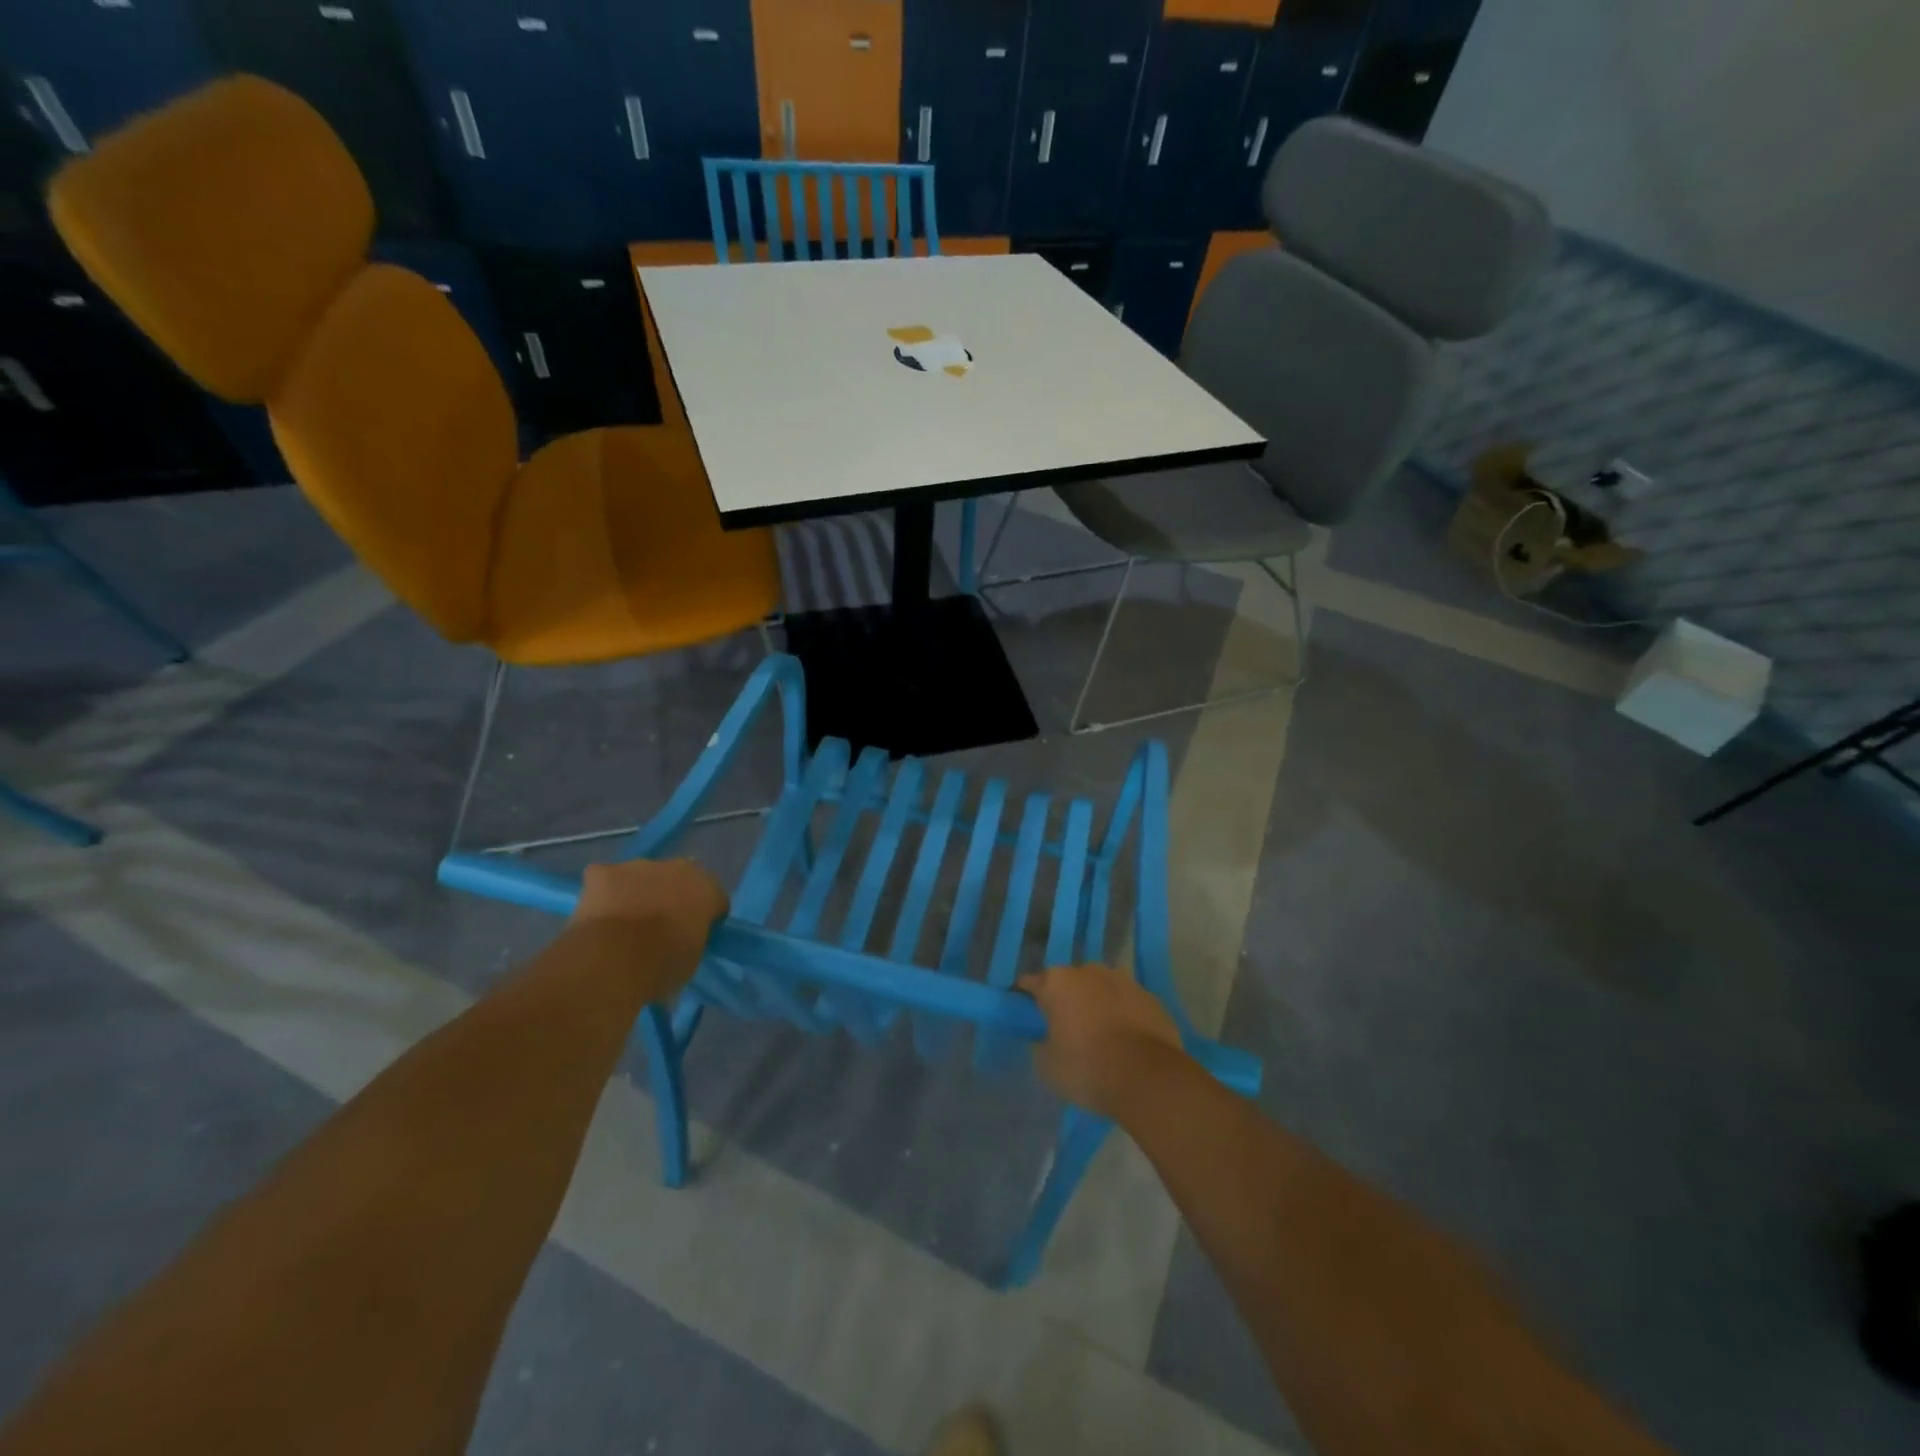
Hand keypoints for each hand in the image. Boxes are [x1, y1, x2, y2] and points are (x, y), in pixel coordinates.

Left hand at [571, 858, 727, 986]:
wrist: (614, 959)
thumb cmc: (662, 965)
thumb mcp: (692, 958)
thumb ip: (692, 938)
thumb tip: (681, 939)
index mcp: (707, 889)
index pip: (713, 899)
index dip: (703, 918)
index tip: (692, 936)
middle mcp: (679, 868)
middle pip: (679, 879)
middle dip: (672, 896)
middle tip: (660, 926)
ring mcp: (640, 865)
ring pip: (642, 876)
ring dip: (639, 892)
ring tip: (624, 923)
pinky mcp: (603, 871)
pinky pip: (605, 878)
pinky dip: (603, 893)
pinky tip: (598, 914)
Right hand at [1017, 963, 1185, 1119]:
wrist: (1148, 1078)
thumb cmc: (1087, 1068)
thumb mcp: (1047, 1065)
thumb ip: (1040, 1043)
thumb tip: (1044, 1037)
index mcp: (1058, 982)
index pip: (1031, 983)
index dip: (1027, 1000)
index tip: (1028, 1018)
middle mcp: (1089, 971)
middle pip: (1069, 982)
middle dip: (1066, 1000)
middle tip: (1066, 1030)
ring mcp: (1124, 980)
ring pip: (1101, 989)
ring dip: (1097, 1004)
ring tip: (1100, 1036)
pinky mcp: (1150, 997)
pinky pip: (1127, 1003)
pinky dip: (1123, 1015)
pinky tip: (1126, 1041)